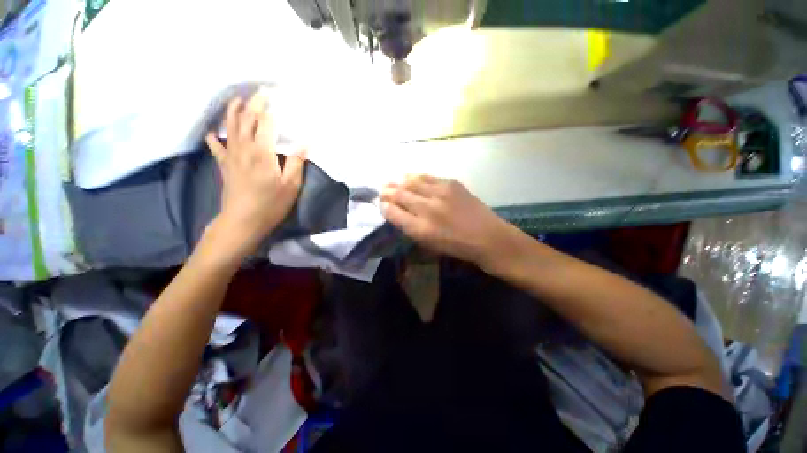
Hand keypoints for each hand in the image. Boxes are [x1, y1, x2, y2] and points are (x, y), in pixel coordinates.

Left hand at [205, 89, 305, 254]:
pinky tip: (213, 131)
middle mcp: (243, 148)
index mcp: (262, 152)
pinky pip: (216, 145)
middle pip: (246, 119)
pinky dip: (214, 135)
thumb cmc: (271, 204)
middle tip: (260, 91)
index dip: (270, 107)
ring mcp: (231, 156)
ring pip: (229, 126)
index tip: (276, 95)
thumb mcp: (291, 185)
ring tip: (238, 99)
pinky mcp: (224, 165)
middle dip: (253, 103)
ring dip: (233, 111)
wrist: (242, 221)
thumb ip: (297, 162)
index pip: (265, 122)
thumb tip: (304, 142)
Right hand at [380, 175, 515, 267]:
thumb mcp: (429, 244)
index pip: (393, 213)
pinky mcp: (452, 184)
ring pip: (411, 181)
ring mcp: (440, 193)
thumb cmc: (457, 247)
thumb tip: (396, 212)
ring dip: (399, 181)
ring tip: (392, 182)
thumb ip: (410, 227)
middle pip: (399, 194)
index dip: (384, 207)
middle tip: (382, 190)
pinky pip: (427, 177)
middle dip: (387, 192)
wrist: (488, 237)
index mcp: (421, 229)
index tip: (381, 204)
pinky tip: (410, 177)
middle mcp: (428, 208)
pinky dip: (415, 177)